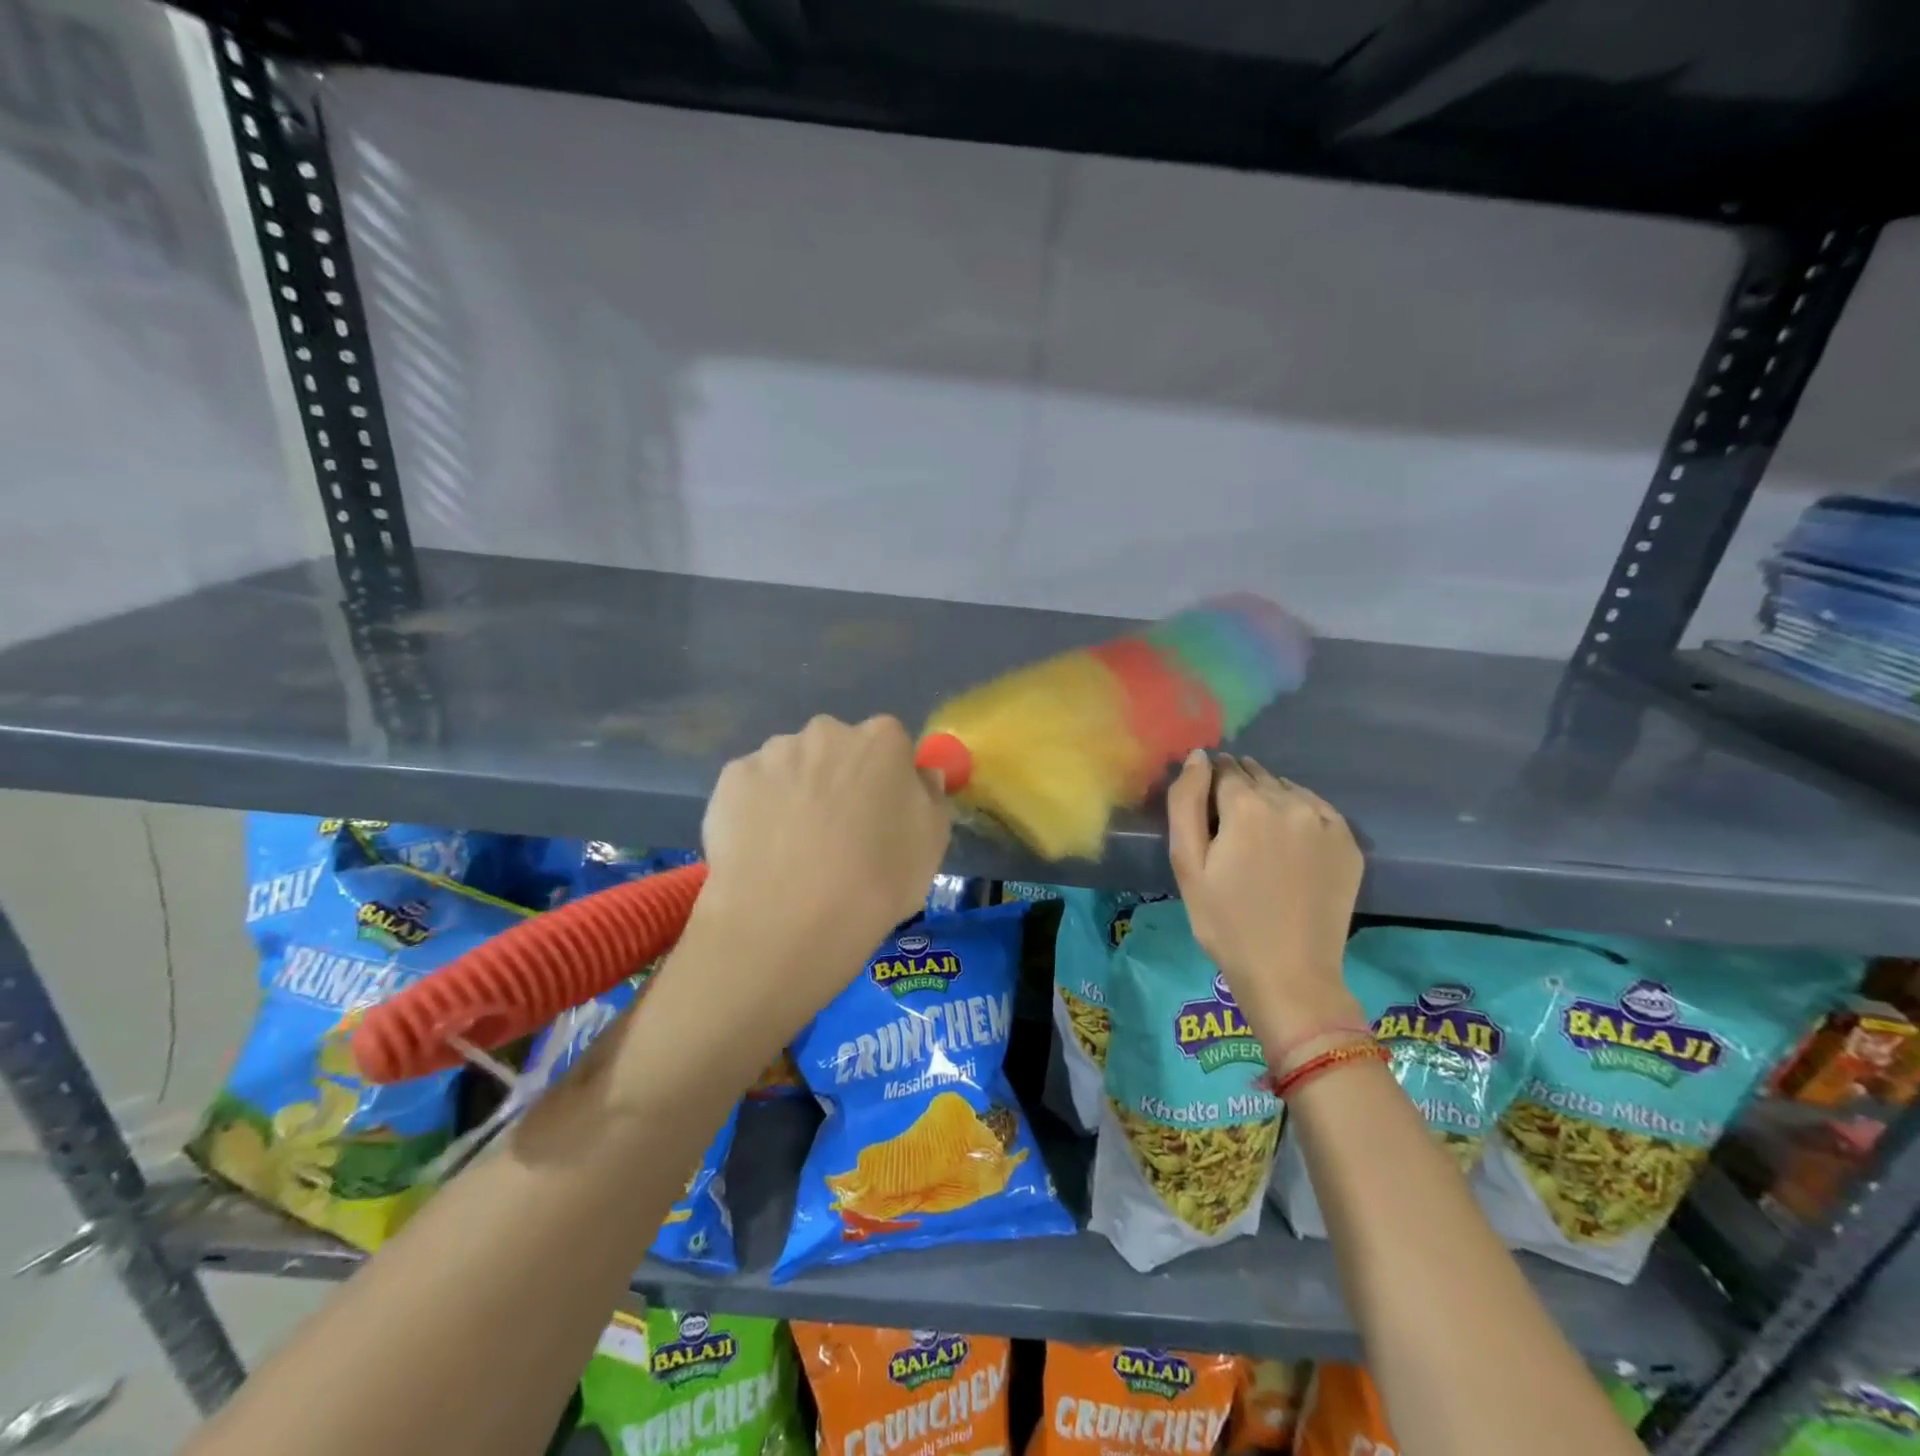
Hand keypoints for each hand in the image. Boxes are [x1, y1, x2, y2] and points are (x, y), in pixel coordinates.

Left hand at [697, 712, 950, 993]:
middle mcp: (826, 732)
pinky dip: (757, 810)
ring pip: (791, 766)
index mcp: (881, 740)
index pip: (890, 745)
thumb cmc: (877, 881)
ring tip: (792, 849)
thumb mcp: (932, 845)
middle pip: (837, 749)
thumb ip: (930, 797)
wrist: (790, 921)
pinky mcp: (731, 780)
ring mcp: (773, 753)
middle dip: (838, 778)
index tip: (881, 815)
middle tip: (836, 832)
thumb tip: (920, 776)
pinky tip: (761, 851)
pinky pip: (752, 789)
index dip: (886, 780)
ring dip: (795, 791)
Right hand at [1166, 751, 1363, 1044]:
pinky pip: (1317, 808)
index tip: (1204, 812)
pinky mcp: (1349, 842)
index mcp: (1247, 806)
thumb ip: (1185, 802)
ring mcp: (1326, 821)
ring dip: (1269, 799)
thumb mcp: (1187, 864)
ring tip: (1258, 837)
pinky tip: (1288, 843)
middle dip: (1238, 789)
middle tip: (1229, 828)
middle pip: (1256, 775)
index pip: (1222, 769)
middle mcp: (1291, 802)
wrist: (1290, 974)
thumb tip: (1198, 757)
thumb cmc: (1226, 922)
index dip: (1208, 786)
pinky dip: (1299, 814)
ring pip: (1287, 789)